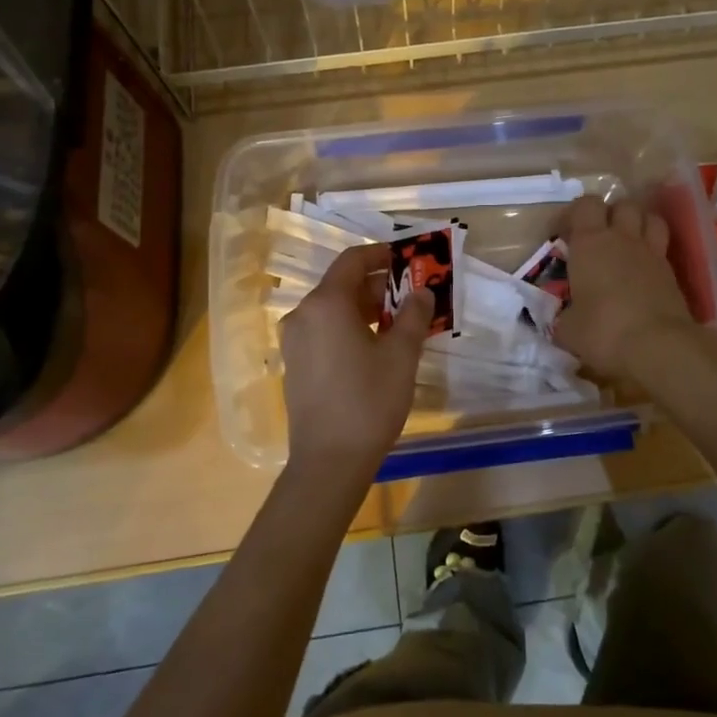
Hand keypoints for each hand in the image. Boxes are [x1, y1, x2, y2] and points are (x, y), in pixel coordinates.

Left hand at [279, 243, 431, 476]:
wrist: (328, 461)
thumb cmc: (369, 401)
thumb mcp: (401, 355)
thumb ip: (414, 315)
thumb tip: (422, 292)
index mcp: (326, 303)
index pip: (353, 260)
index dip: (381, 255)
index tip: (408, 260)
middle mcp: (303, 314)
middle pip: (342, 284)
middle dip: (379, 286)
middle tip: (412, 296)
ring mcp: (294, 340)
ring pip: (333, 309)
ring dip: (366, 308)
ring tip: (401, 322)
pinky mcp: (295, 363)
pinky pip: (324, 330)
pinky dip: (350, 327)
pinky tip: (376, 346)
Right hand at [553, 195, 698, 378]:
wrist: (658, 346)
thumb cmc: (603, 330)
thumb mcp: (568, 329)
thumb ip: (564, 317)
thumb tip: (565, 320)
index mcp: (590, 243)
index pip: (585, 205)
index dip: (573, 214)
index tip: (563, 235)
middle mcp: (622, 239)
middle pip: (622, 205)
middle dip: (610, 214)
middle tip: (598, 237)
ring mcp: (652, 253)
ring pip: (650, 218)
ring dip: (638, 224)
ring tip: (626, 243)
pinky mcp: (672, 273)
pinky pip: (662, 248)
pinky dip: (653, 252)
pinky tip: (643, 272)